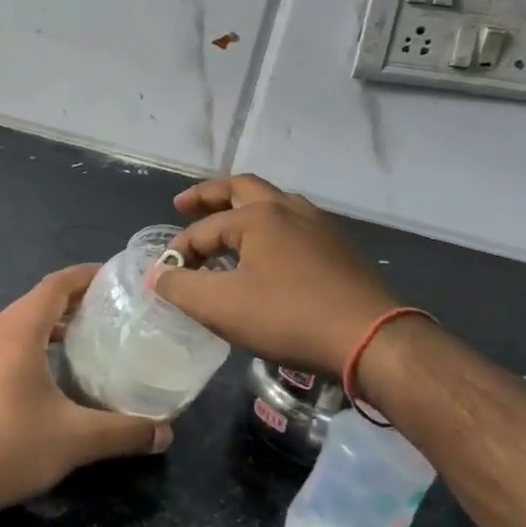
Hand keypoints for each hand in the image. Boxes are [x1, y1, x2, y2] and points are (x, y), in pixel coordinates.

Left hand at [0, 265, 170, 515]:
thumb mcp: (78, 439)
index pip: (55, 286)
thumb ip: (125, 431)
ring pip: (0, 329)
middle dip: (64, 305)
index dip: (83, 277)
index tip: (110, 278)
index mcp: (18, 331)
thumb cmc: (14, 447)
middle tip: (96, 318)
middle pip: (30, 304)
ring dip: (31, 329)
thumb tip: (166, 433)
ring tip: (59, 344)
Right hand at [150, 174, 399, 375]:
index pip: (203, 229)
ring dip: (242, 207)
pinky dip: (269, 226)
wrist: (370, 338)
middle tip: (184, 205)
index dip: (179, 252)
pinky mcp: (339, 247)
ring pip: (273, 202)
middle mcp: (288, 208)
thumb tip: (156, 275)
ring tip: (225, 224)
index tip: (165, 275)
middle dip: (209, 195)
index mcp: (258, 216)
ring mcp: (319, 225)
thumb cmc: (288, 316)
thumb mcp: (222, 307)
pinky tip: (268, 251)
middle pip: (241, 188)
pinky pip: (294, 223)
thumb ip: (181, 287)